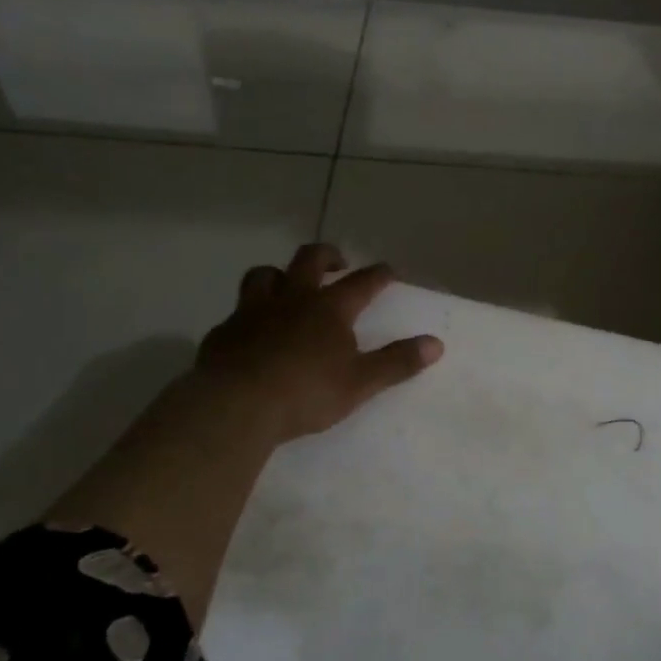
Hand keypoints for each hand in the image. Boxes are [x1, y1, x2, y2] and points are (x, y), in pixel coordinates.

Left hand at [186, 243, 442, 444]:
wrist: (236, 405)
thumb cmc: (306, 392)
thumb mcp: (361, 382)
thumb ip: (397, 362)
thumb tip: (436, 344)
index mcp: (328, 309)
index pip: (361, 283)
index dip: (379, 275)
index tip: (390, 270)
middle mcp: (291, 300)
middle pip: (308, 260)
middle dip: (327, 255)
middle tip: (337, 262)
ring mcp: (253, 312)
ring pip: (264, 275)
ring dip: (280, 274)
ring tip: (287, 285)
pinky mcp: (224, 332)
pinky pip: (238, 312)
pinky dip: (250, 313)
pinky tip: (252, 330)